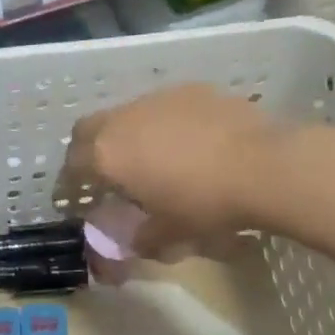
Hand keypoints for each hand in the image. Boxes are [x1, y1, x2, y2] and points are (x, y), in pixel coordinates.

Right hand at [63, 85, 284, 262]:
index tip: (77, 198)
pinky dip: (162, 123)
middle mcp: (123, 119)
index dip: (70, 183)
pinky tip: (188, 142)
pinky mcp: (189, 89)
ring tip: (151, 157)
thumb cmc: (205, 204)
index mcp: (108, 155)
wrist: (264, 165)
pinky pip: (162, 106)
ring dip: (127, 134)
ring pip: (125, 114)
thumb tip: (127, 245)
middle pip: (88, 130)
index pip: (72, 165)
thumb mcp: (169, 233)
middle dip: (89, 150)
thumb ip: (138, 238)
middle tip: (106, 174)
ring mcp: (156, 98)